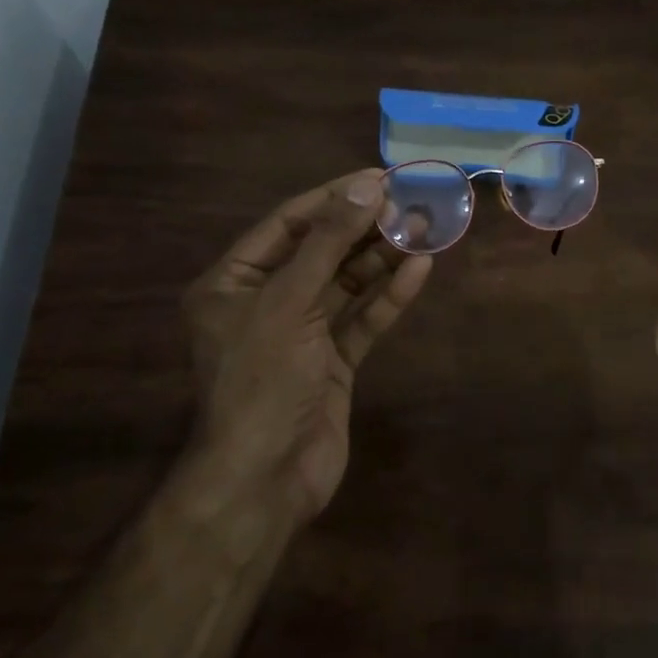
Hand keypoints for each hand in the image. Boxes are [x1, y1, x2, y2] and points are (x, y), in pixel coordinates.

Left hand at [181, 169, 431, 525]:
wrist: (266, 480)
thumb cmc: (262, 380)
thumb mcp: (288, 302)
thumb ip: (328, 244)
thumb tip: (365, 188)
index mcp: (233, 283)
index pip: (287, 224)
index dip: (333, 199)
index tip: (378, 178)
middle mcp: (265, 302)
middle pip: (321, 251)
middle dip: (364, 227)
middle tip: (409, 201)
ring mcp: (301, 334)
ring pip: (346, 284)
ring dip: (382, 258)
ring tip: (423, 228)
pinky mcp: (332, 362)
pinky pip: (362, 320)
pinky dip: (388, 296)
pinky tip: (419, 270)